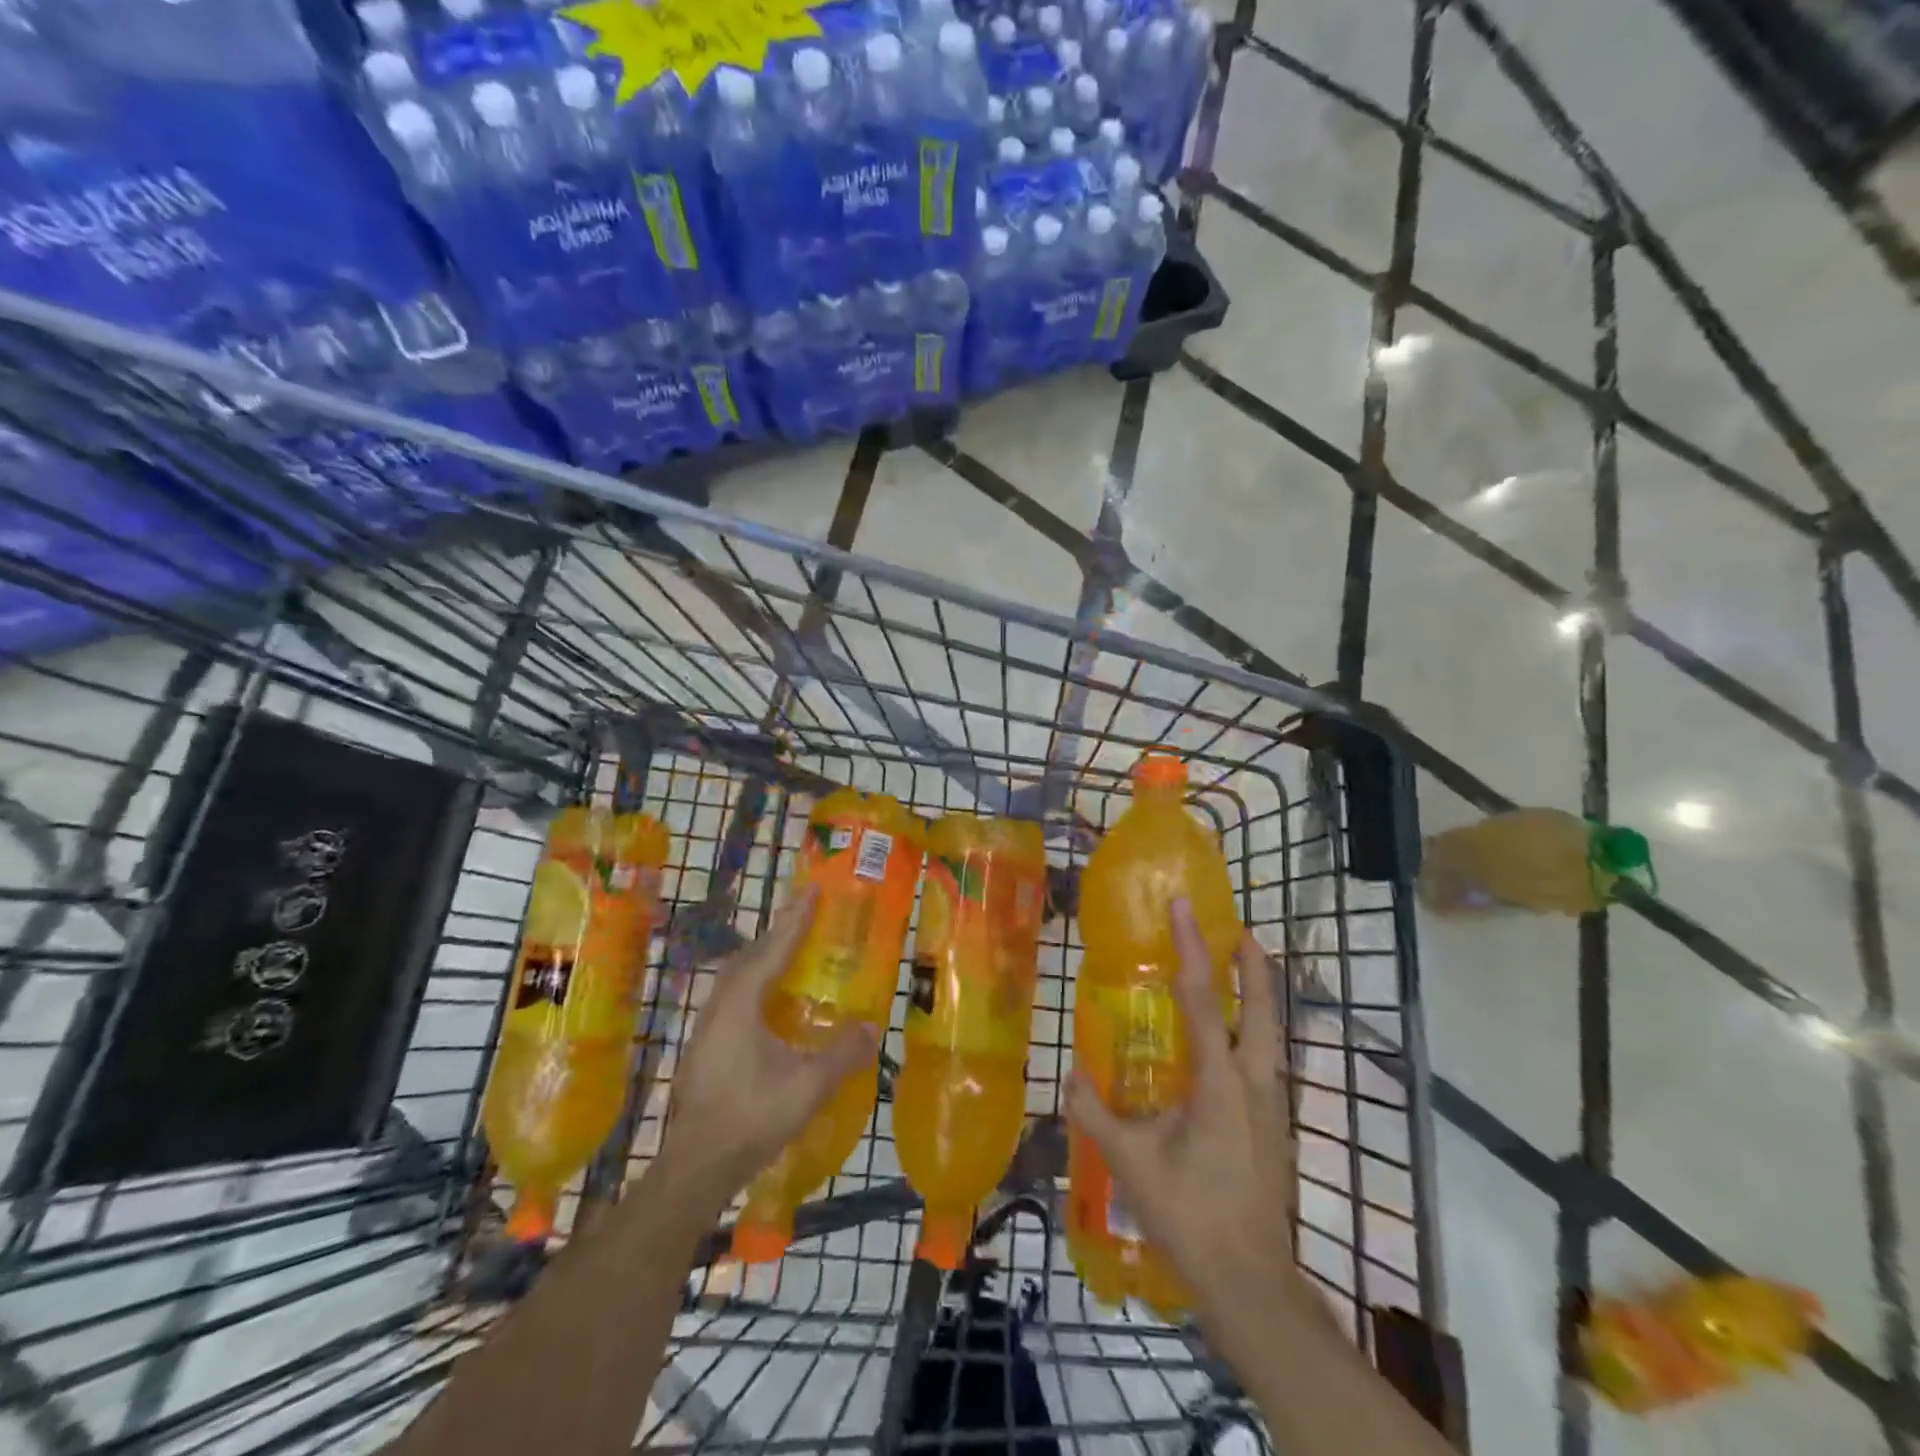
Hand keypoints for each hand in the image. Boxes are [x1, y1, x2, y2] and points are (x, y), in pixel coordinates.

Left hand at [657, 889, 875, 1205]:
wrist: (695, 1167)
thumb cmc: (751, 1117)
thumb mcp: (808, 1086)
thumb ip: (842, 1054)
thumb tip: (872, 1026)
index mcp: (741, 1004)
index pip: (773, 950)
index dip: (795, 920)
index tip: (810, 889)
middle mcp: (718, 1007)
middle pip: (749, 958)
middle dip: (777, 935)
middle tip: (804, 920)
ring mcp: (705, 1030)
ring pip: (735, 980)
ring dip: (762, 960)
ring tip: (788, 956)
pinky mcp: (702, 1050)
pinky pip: (732, 1000)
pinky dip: (753, 986)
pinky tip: (768, 1008)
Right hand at [1065, 900, 1310, 1331]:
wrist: (1251, 1283)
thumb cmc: (1191, 1216)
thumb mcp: (1131, 1163)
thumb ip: (1095, 1114)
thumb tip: (1069, 1075)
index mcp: (1220, 1082)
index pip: (1203, 999)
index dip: (1192, 948)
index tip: (1184, 907)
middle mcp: (1255, 1083)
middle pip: (1263, 1009)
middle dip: (1253, 966)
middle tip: (1237, 931)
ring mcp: (1273, 1106)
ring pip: (1273, 1035)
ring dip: (1260, 998)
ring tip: (1241, 973)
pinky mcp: (1276, 1126)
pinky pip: (1268, 1060)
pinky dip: (1256, 1032)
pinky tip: (1236, 1044)